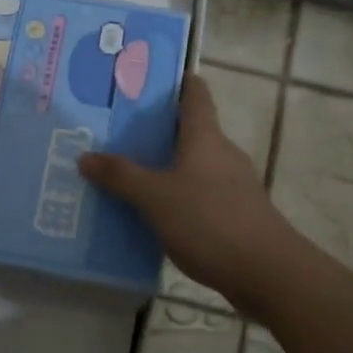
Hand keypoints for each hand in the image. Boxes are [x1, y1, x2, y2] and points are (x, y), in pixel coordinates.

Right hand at [78, 72, 296, 307]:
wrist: (267, 272)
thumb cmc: (209, 221)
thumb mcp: (155, 198)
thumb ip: (120, 176)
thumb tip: (85, 155)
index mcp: (205, 137)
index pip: (195, 93)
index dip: (175, 81)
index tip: (145, 80)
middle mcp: (222, 153)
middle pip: (190, 130)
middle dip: (156, 130)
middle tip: (117, 133)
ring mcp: (234, 185)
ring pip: (194, 165)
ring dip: (165, 166)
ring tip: (128, 175)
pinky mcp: (237, 214)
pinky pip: (200, 194)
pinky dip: (178, 196)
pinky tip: (155, 214)